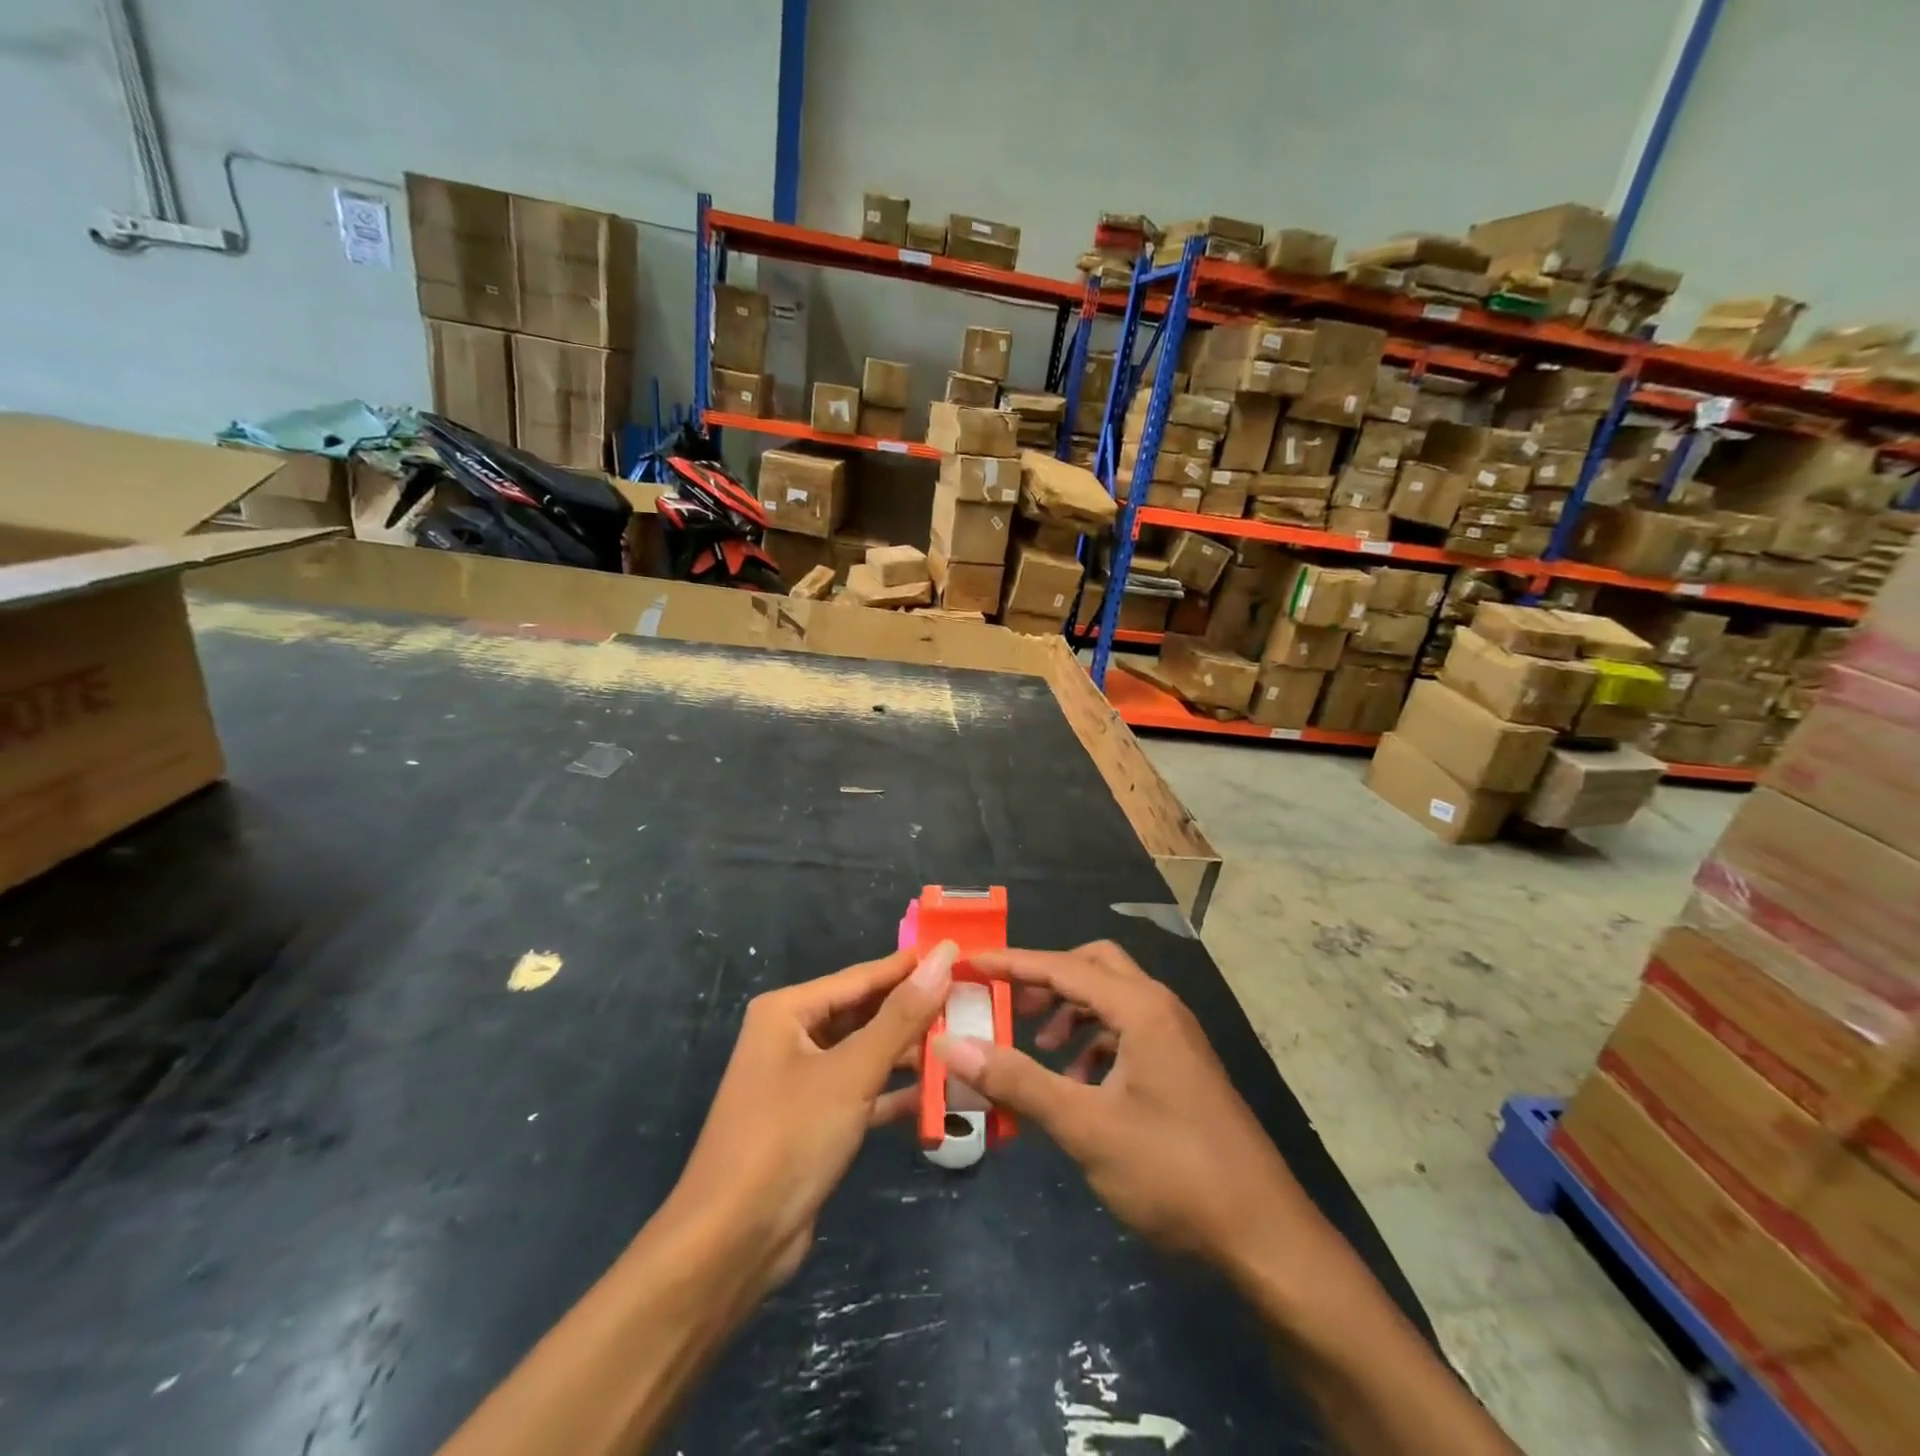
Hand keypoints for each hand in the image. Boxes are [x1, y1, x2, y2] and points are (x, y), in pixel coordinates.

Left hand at [658, 941, 955, 1299]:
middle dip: (915, 1012)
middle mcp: (792, 1036)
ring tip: (966, 1044)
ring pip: (867, 1054)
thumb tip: (944, 956)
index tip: (961, 955)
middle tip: (972, 1002)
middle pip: (865, 1014)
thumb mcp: (852, 1072)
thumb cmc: (788, 1138)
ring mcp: (802, 1081)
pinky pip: (863, 1093)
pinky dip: (896, 1093)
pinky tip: (941, 1095)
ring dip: (911, 1055)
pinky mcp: (814, 1121)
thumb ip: (902, 1015)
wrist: (731, 1244)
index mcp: (788, 1010)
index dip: (911, 967)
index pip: (862, 976)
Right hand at [941, 941, 1317, 1273]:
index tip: (968, 964)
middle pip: (1093, 967)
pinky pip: (1127, 1032)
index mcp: (1141, 1008)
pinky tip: (1077, 1085)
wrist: (1264, 1237)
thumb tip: (952, 1044)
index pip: (1062, 966)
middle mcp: (1160, 1008)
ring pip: (1112, 1000)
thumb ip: (1018, 1080)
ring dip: (1070, 1013)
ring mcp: (1175, 1037)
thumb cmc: (1172, 1172)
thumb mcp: (1085, 1127)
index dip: (1011, 963)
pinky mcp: (1181, 1067)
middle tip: (1009, 1006)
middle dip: (1047, 980)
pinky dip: (1094, 1043)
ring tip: (1039, 1051)